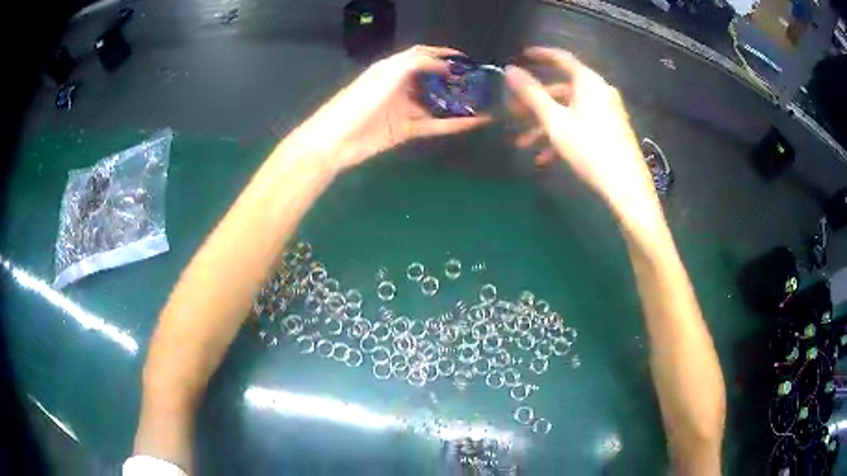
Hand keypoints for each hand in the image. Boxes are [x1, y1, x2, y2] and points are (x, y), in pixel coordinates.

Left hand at [286, 45, 489, 171]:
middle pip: (431, 79)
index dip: (442, 54)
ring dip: (456, 102)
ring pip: (435, 103)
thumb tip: (443, 65)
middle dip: (453, 79)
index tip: (465, 59)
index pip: (420, 56)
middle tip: (477, 82)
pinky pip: (433, 125)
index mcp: (392, 68)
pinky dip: (453, 124)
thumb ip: (415, 63)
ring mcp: (403, 109)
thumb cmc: (359, 102)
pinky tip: (474, 123)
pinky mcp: (405, 130)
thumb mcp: (388, 74)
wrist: (336, 140)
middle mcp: (399, 86)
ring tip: (481, 101)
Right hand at [506, 47, 658, 223]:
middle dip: (535, 103)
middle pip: (561, 90)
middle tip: (513, 114)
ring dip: (545, 125)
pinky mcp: (611, 130)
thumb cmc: (590, 149)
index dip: (539, 55)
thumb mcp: (555, 122)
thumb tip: (509, 70)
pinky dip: (563, 135)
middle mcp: (600, 91)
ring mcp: (607, 111)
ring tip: (524, 145)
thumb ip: (531, 94)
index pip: (561, 58)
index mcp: (588, 82)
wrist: (627, 187)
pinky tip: (546, 159)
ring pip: (569, 111)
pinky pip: (582, 124)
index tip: (520, 56)